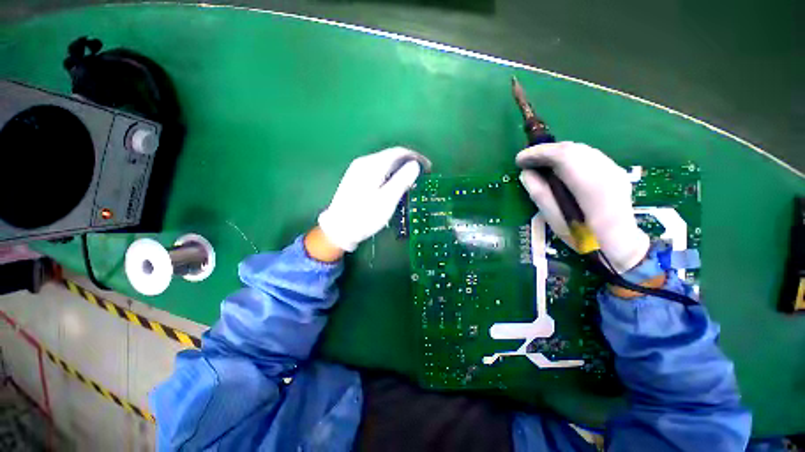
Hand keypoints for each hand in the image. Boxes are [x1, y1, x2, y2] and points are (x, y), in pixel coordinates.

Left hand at [318, 147, 430, 251]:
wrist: (338, 230)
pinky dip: (390, 175)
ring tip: (412, 181)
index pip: (398, 152)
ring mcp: (358, 170)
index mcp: (372, 165)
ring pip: (385, 164)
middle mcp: (364, 162)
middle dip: (409, 163)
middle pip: (391, 156)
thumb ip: (402, 180)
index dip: (416, 157)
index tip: (428, 167)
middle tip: (422, 176)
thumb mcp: (386, 200)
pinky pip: (378, 171)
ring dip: (400, 169)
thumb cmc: (364, 216)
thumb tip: (415, 165)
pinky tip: (395, 184)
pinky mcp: (356, 178)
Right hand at [517, 142, 648, 272]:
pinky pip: (587, 155)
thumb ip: (539, 193)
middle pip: (571, 148)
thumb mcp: (554, 219)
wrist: (621, 243)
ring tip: (538, 162)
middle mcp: (605, 171)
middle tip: (526, 160)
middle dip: (545, 151)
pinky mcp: (615, 170)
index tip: (519, 160)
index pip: (562, 156)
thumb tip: (526, 173)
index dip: (538, 153)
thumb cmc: (583, 237)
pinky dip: (568, 156)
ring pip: (580, 149)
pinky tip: (558, 166)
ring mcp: (613, 169)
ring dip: (556, 152)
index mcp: (590, 185)